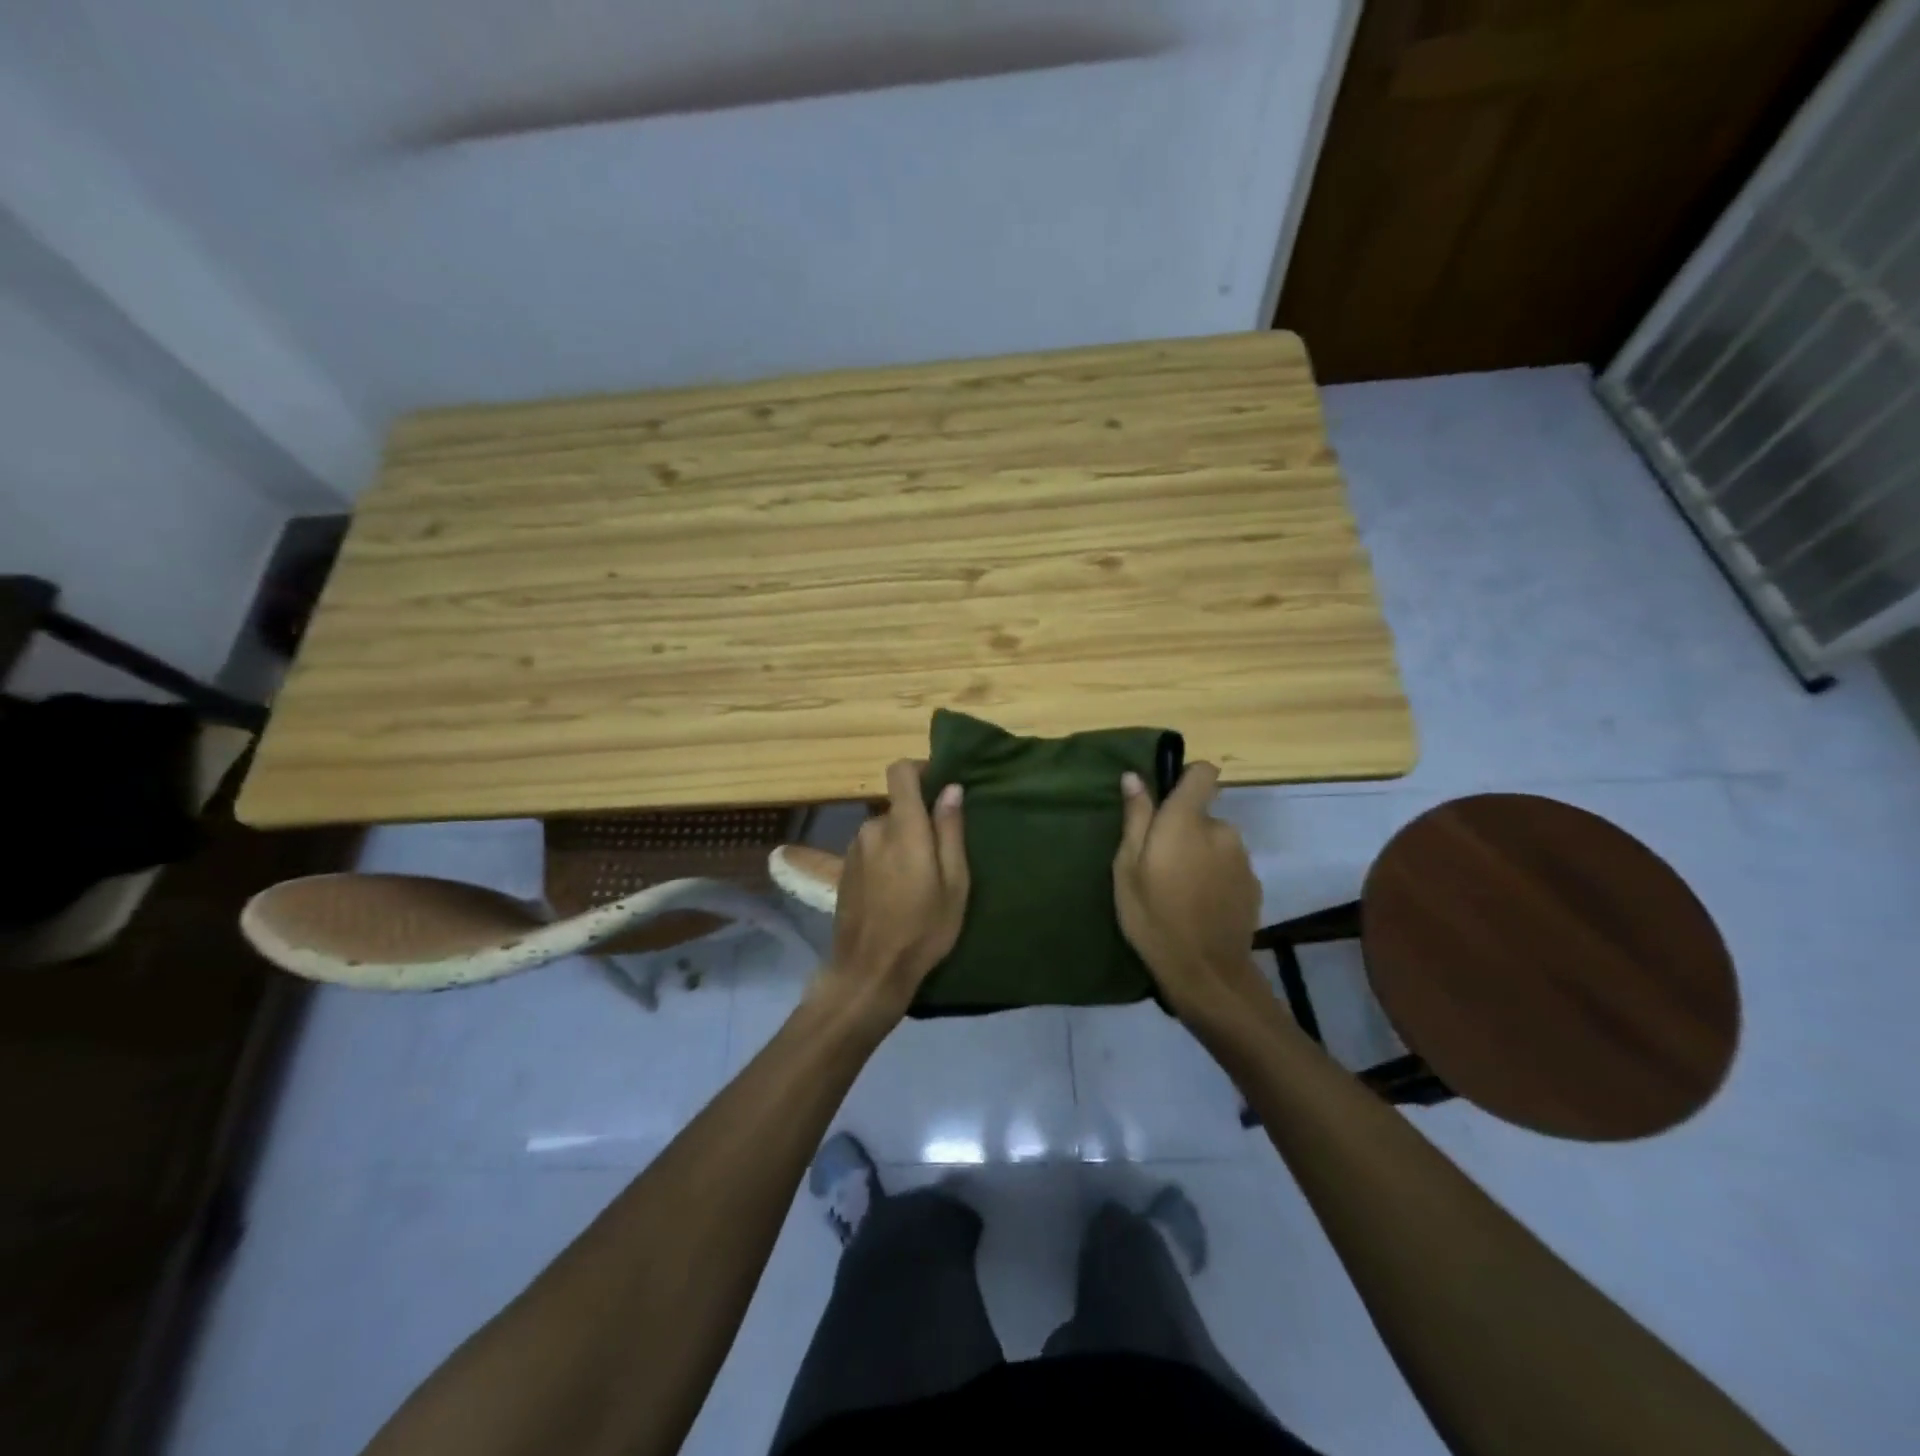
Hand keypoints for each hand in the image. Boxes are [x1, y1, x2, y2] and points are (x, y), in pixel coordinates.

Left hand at [817, 760, 969, 1022]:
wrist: (869, 972)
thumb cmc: (922, 929)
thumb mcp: (954, 883)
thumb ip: (950, 831)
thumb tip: (951, 788)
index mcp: (902, 827)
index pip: (900, 771)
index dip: (920, 770)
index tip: (940, 786)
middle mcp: (873, 828)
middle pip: (898, 807)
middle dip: (918, 821)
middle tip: (939, 856)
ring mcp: (853, 849)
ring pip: (884, 830)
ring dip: (901, 843)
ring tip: (918, 880)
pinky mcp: (844, 869)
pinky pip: (871, 849)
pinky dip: (885, 859)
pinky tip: (895, 892)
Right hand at [1113, 763, 1268, 1026]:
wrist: (1204, 972)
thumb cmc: (1153, 916)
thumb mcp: (1127, 868)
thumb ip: (1136, 819)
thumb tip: (1133, 777)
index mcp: (1187, 820)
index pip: (1203, 773)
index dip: (1187, 780)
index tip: (1167, 802)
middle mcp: (1222, 830)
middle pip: (1203, 815)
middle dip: (1186, 830)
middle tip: (1161, 865)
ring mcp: (1243, 859)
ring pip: (1217, 843)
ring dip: (1202, 855)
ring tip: (1181, 889)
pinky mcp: (1253, 885)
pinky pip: (1229, 867)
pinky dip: (1216, 878)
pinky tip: (1201, 906)